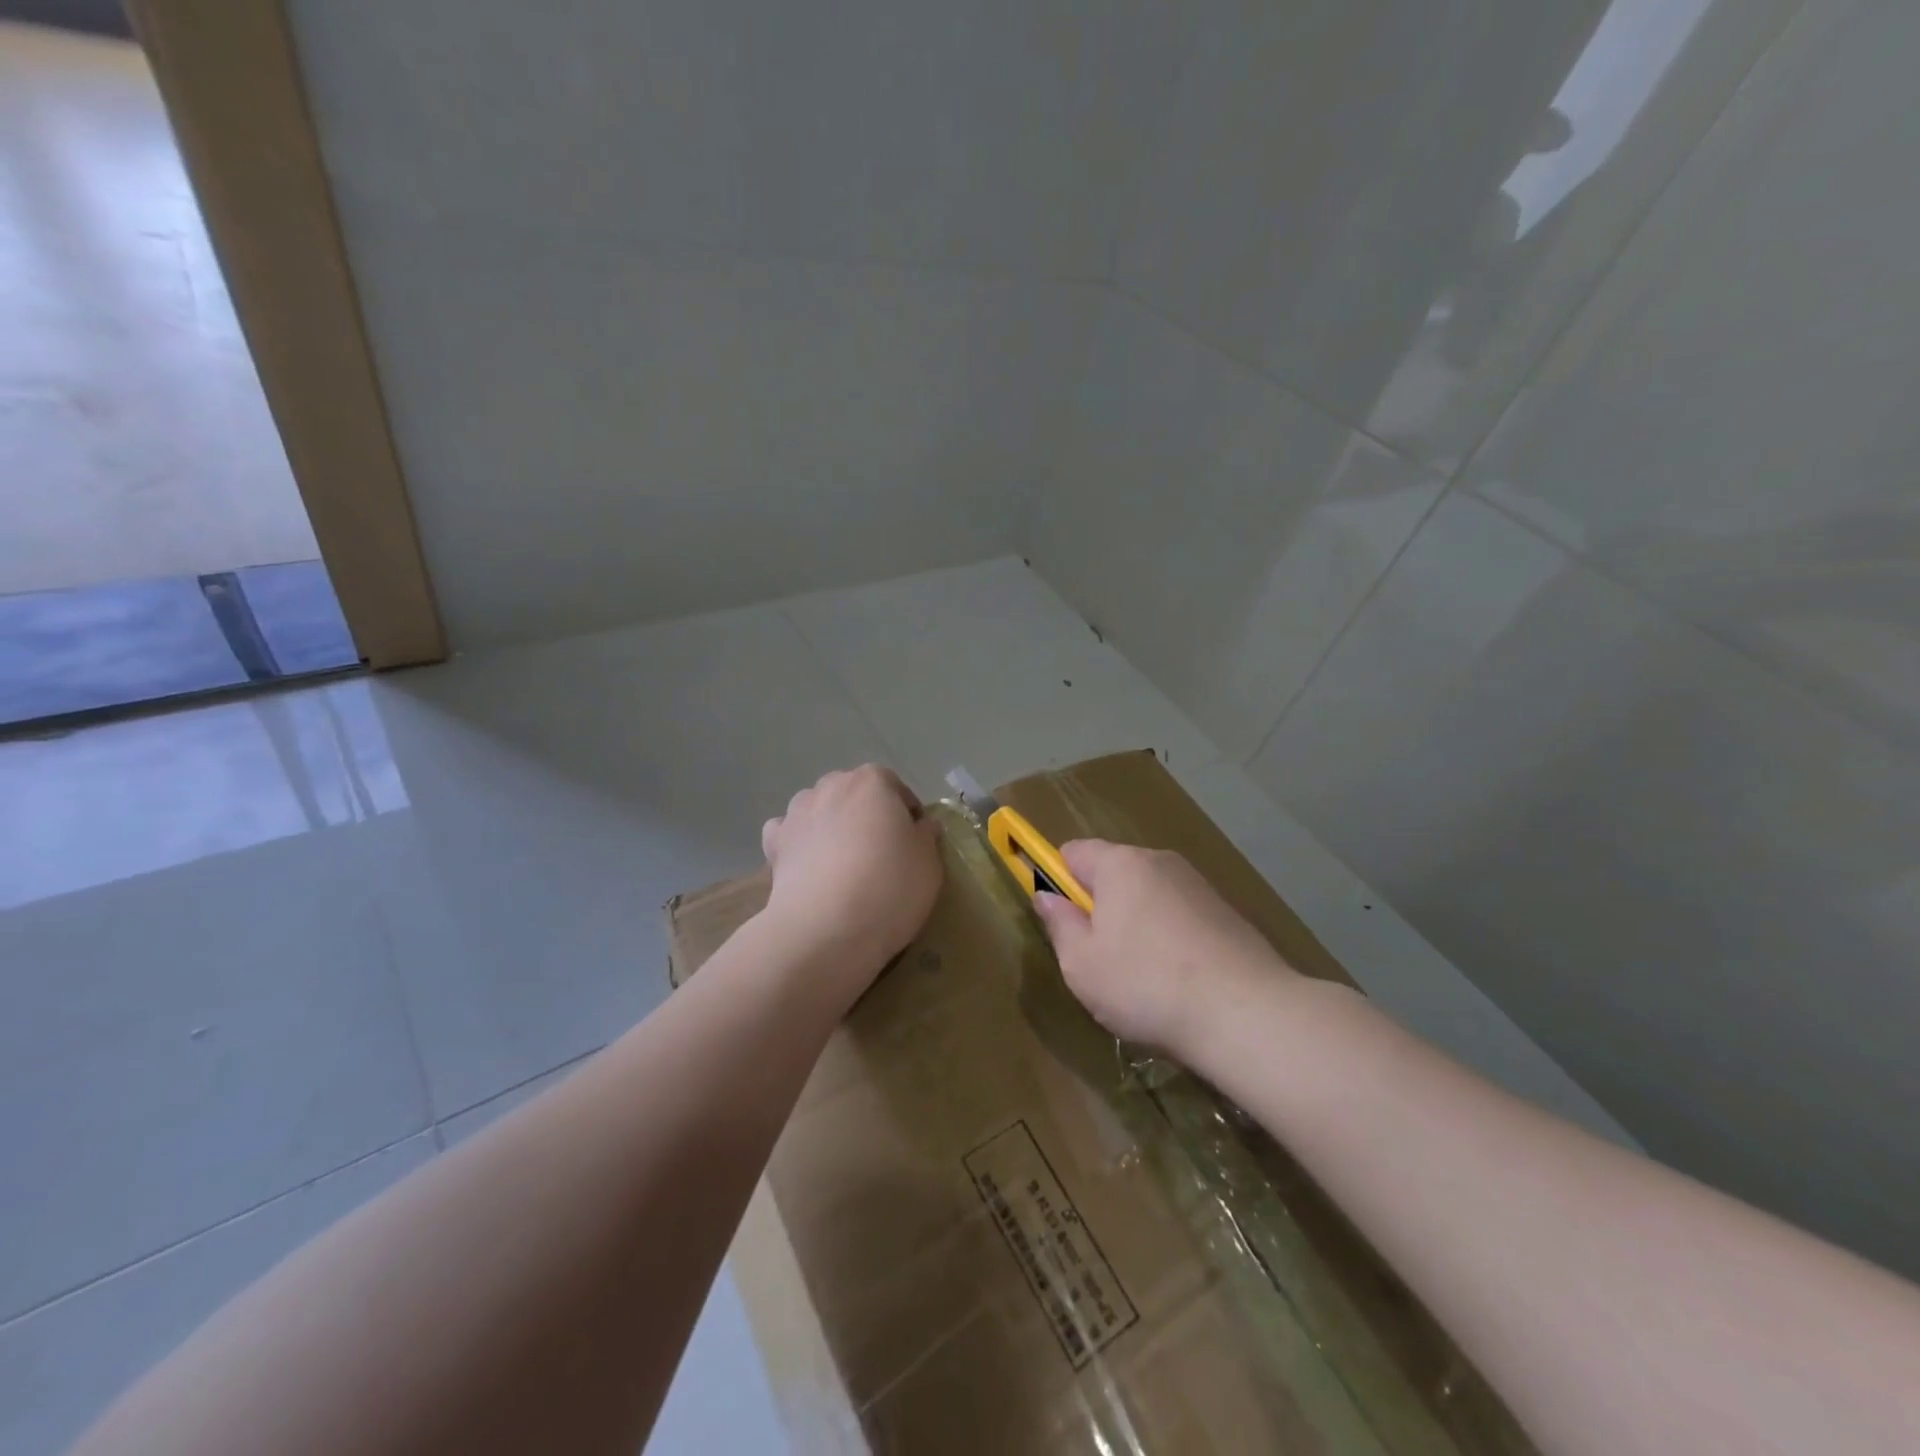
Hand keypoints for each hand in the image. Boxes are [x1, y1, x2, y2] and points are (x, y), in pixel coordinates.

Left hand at [760, 765, 942, 985]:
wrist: (826, 929)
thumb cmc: (889, 887)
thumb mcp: (929, 863)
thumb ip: (926, 835)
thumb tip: (920, 825)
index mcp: (872, 782)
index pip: (895, 787)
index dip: (906, 814)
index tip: (913, 842)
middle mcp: (831, 786)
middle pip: (854, 794)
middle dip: (866, 814)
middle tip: (880, 852)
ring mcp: (797, 813)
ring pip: (818, 808)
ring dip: (830, 824)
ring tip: (841, 861)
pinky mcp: (774, 843)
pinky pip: (788, 832)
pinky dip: (797, 842)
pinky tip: (807, 865)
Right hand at [1032, 840, 1297, 1054]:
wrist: (1247, 1014)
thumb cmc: (1146, 985)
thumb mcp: (1081, 965)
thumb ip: (1059, 924)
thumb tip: (1047, 897)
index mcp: (1120, 865)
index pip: (1073, 851)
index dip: (1058, 880)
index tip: (1063, 921)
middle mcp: (1160, 862)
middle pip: (1113, 873)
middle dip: (1100, 907)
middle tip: (1098, 958)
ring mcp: (1198, 886)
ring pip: (1149, 897)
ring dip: (1136, 925)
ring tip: (1142, 979)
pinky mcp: (1227, 913)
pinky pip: (1180, 917)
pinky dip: (1170, 940)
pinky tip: (1178, 982)